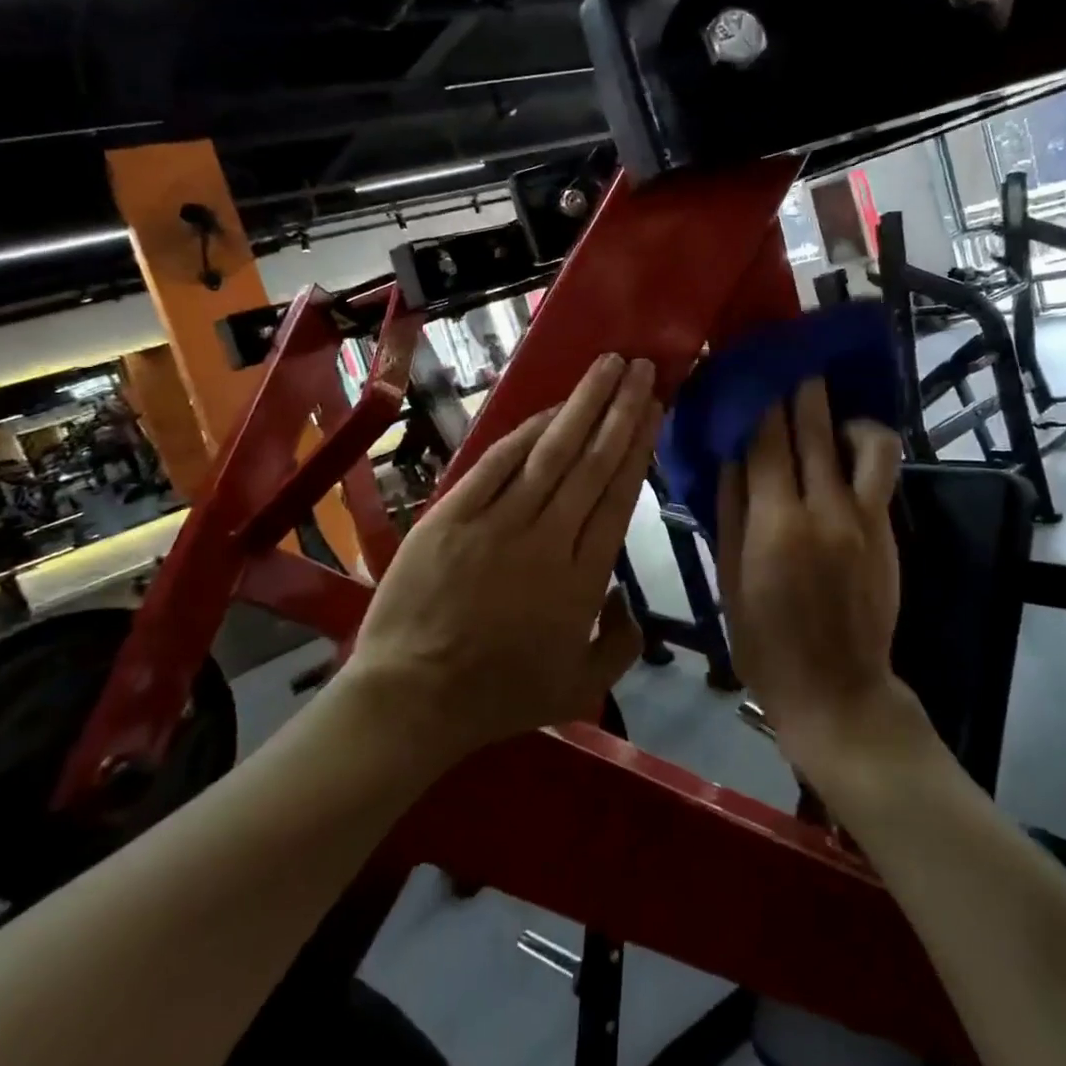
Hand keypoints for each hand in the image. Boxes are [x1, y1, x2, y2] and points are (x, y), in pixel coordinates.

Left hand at [344, 353, 659, 763]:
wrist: (412, 698)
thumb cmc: (498, 695)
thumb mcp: (578, 687)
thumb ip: (620, 645)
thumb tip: (633, 604)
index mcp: (583, 578)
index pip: (618, 496)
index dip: (638, 446)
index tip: (654, 409)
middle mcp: (548, 538)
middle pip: (593, 462)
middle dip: (621, 409)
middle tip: (641, 369)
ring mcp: (498, 522)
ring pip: (551, 452)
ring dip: (583, 405)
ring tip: (608, 367)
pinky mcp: (453, 514)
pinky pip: (497, 463)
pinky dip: (526, 432)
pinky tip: (551, 408)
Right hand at [716, 379, 905, 755]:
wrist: (836, 688)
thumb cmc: (764, 640)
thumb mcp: (728, 577)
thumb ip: (730, 509)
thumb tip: (729, 452)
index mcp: (773, 523)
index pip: (763, 439)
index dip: (755, 398)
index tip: (748, 367)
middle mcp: (822, 508)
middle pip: (812, 427)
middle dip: (798, 386)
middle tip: (788, 357)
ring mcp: (863, 516)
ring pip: (863, 440)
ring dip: (842, 411)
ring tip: (825, 405)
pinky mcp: (887, 528)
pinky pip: (880, 470)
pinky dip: (863, 445)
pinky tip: (844, 445)